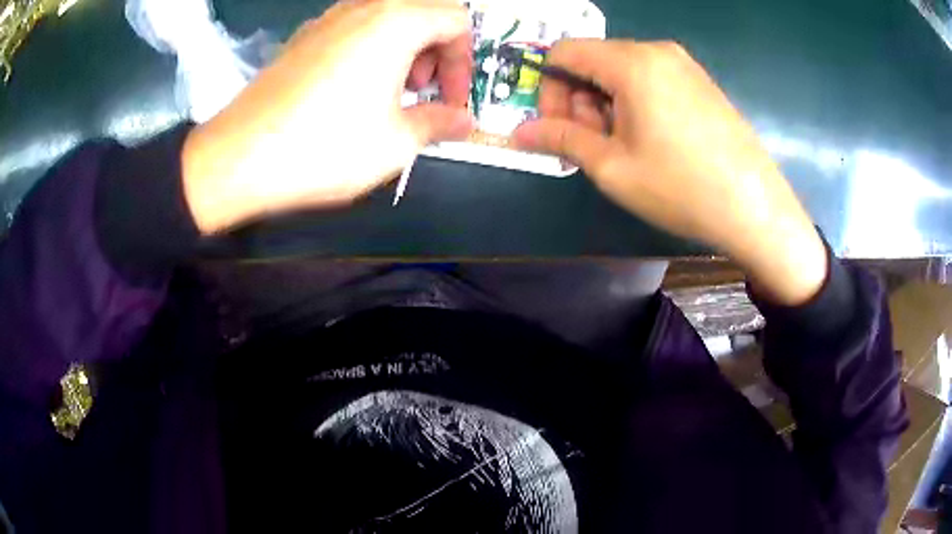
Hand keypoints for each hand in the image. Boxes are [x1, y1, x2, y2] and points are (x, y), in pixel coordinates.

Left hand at [182, 0, 474, 233]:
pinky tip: (354, 92)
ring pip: (386, 19)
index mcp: (396, 21)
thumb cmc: (325, 146)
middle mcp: (363, 7)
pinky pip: (353, 30)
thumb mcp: (396, 142)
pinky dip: (370, 51)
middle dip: (436, 53)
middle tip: (423, 93)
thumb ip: (440, 123)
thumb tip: (464, 121)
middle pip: (422, 13)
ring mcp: (327, 19)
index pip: (456, 20)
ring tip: (391, 94)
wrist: (239, 158)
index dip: (464, 61)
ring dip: (403, 51)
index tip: (452, 100)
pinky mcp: (302, 38)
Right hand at [514, 40, 826, 305]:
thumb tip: (518, 132)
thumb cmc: (681, 188)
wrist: (755, 208)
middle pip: (594, 60)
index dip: (548, 87)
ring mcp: (684, 65)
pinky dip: (635, 103)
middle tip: (591, 145)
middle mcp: (657, 51)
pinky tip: (651, 141)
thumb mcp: (612, 167)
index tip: (558, 127)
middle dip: (579, 100)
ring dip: (607, 104)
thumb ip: (561, 140)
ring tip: (623, 149)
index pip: (564, 52)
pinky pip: (651, 79)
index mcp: (631, 62)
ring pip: (622, 71)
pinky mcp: (700, 82)